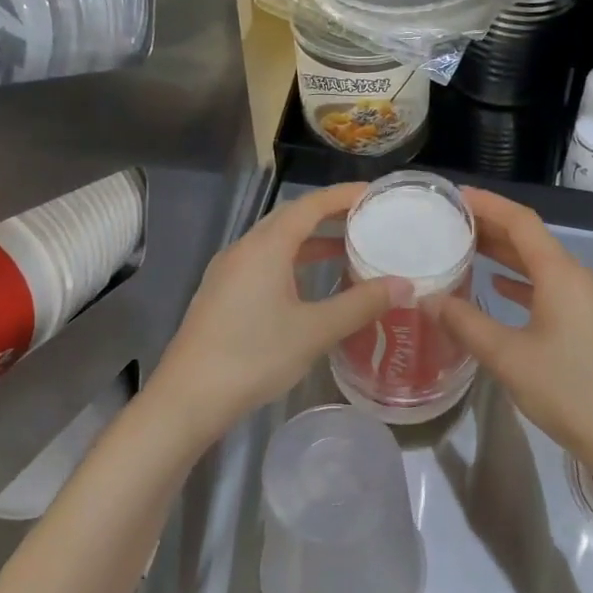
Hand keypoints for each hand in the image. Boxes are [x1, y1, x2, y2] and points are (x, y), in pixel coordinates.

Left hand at [149, 183, 410, 445]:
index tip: (374, 193)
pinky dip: (292, 262)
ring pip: (275, 243)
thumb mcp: (315, 331)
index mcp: (265, 248)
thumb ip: (361, 304)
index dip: (343, 195)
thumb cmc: (254, 357)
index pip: (309, 205)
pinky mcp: (221, 294)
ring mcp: (228, 272)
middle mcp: (243, 250)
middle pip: (290, 219)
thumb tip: (404, 285)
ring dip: (311, 242)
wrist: (188, 398)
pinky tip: (309, 286)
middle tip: (366, 220)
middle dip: (329, 215)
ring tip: (347, 250)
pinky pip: (263, 263)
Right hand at [432, 189, 592, 486]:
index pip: (522, 222)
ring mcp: (592, 300)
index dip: (488, 205)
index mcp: (562, 275)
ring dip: (507, 256)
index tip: (455, 197)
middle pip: (533, 241)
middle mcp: (581, 277)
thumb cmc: (570, 392)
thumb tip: (429, 298)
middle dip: (493, 228)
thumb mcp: (509, 358)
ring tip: (467, 250)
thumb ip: (466, 324)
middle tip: (450, 223)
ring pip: (543, 266)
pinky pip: (554, 289)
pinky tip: (501, 289)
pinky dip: (525, 283)